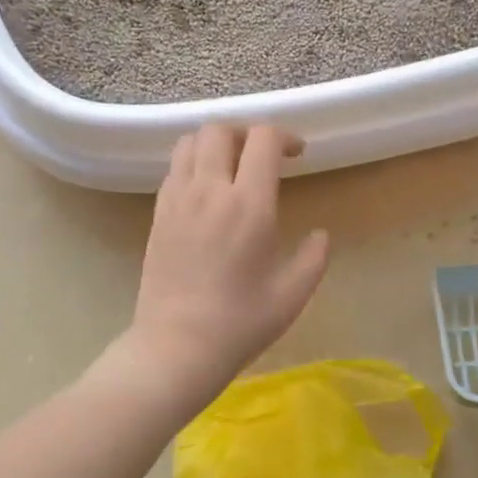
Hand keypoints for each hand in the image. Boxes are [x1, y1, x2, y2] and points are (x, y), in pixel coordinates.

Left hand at [125, 124, 328, 399]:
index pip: (263, 140)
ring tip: (231, 167)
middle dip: (246, 132)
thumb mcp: (292, 295)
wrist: (176, 347)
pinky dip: (192, 164)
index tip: (296, 155)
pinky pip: (173, 169)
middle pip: (220, 130)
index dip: (284, 137)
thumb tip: (320, 235)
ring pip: (189, 142)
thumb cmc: (240, 324)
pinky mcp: (157, 216)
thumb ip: (313, 258)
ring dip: (215, 143)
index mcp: (249, 206)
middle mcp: (209, 191)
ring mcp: (177, 201)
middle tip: (262, 157)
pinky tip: (206, 192)